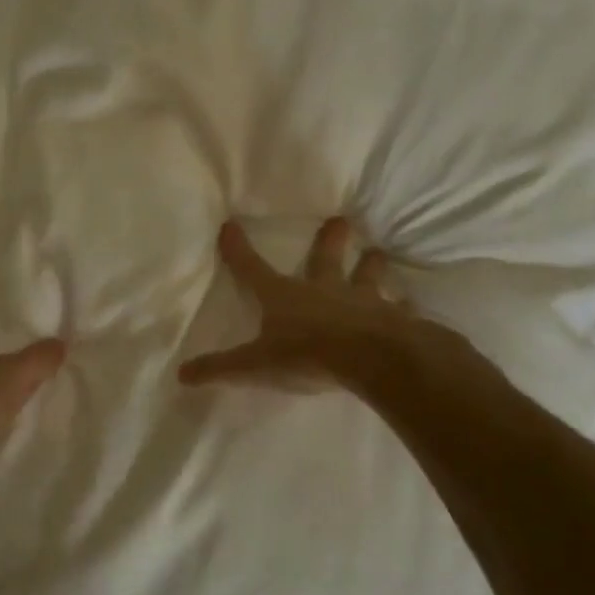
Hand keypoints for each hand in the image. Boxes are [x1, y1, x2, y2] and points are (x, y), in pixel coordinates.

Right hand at [178, 218, 459, 392]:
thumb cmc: (307, 356)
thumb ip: (220, 368)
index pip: (253, 269)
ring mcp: (363, 301)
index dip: (238, 249)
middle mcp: (324, 290)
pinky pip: (402, 311)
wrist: (371, 360)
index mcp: (285, 296)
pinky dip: (405, 309)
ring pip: (368, 277)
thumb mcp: (255, 366)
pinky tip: (412, 306)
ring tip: (377, 253)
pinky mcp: (395, 319)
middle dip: (330, 240)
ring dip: (371, 266)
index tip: (230, 225)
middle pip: (325, 259)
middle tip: (340, 220)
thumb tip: (181, 374)